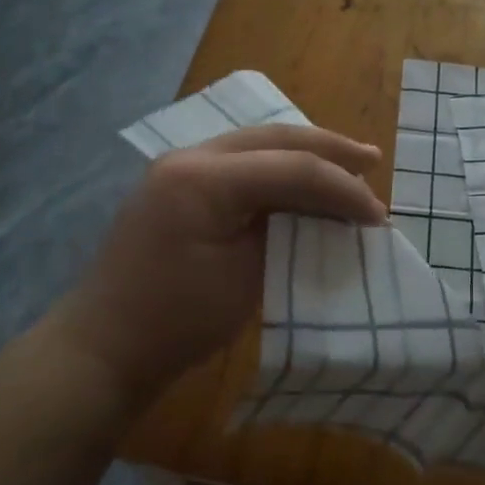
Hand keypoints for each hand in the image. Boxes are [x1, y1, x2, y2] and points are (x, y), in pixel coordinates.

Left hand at [54, 125, 385, 409]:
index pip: (291, 166)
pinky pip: (240, 164)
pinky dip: (278, 170)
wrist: (106, 347)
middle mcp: (190, 158)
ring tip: (349, 165)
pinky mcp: (178, 187)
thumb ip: (288, 231)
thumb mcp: (245, 278)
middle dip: (329, 149)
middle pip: (275, 138)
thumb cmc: (177, 321)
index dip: (342, 188)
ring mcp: (179, 169)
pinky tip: (302, 180)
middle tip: (373, 160)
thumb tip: (327, 214)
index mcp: (203, 178)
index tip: (378, 217)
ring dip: (305, 155)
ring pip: (257, 144)